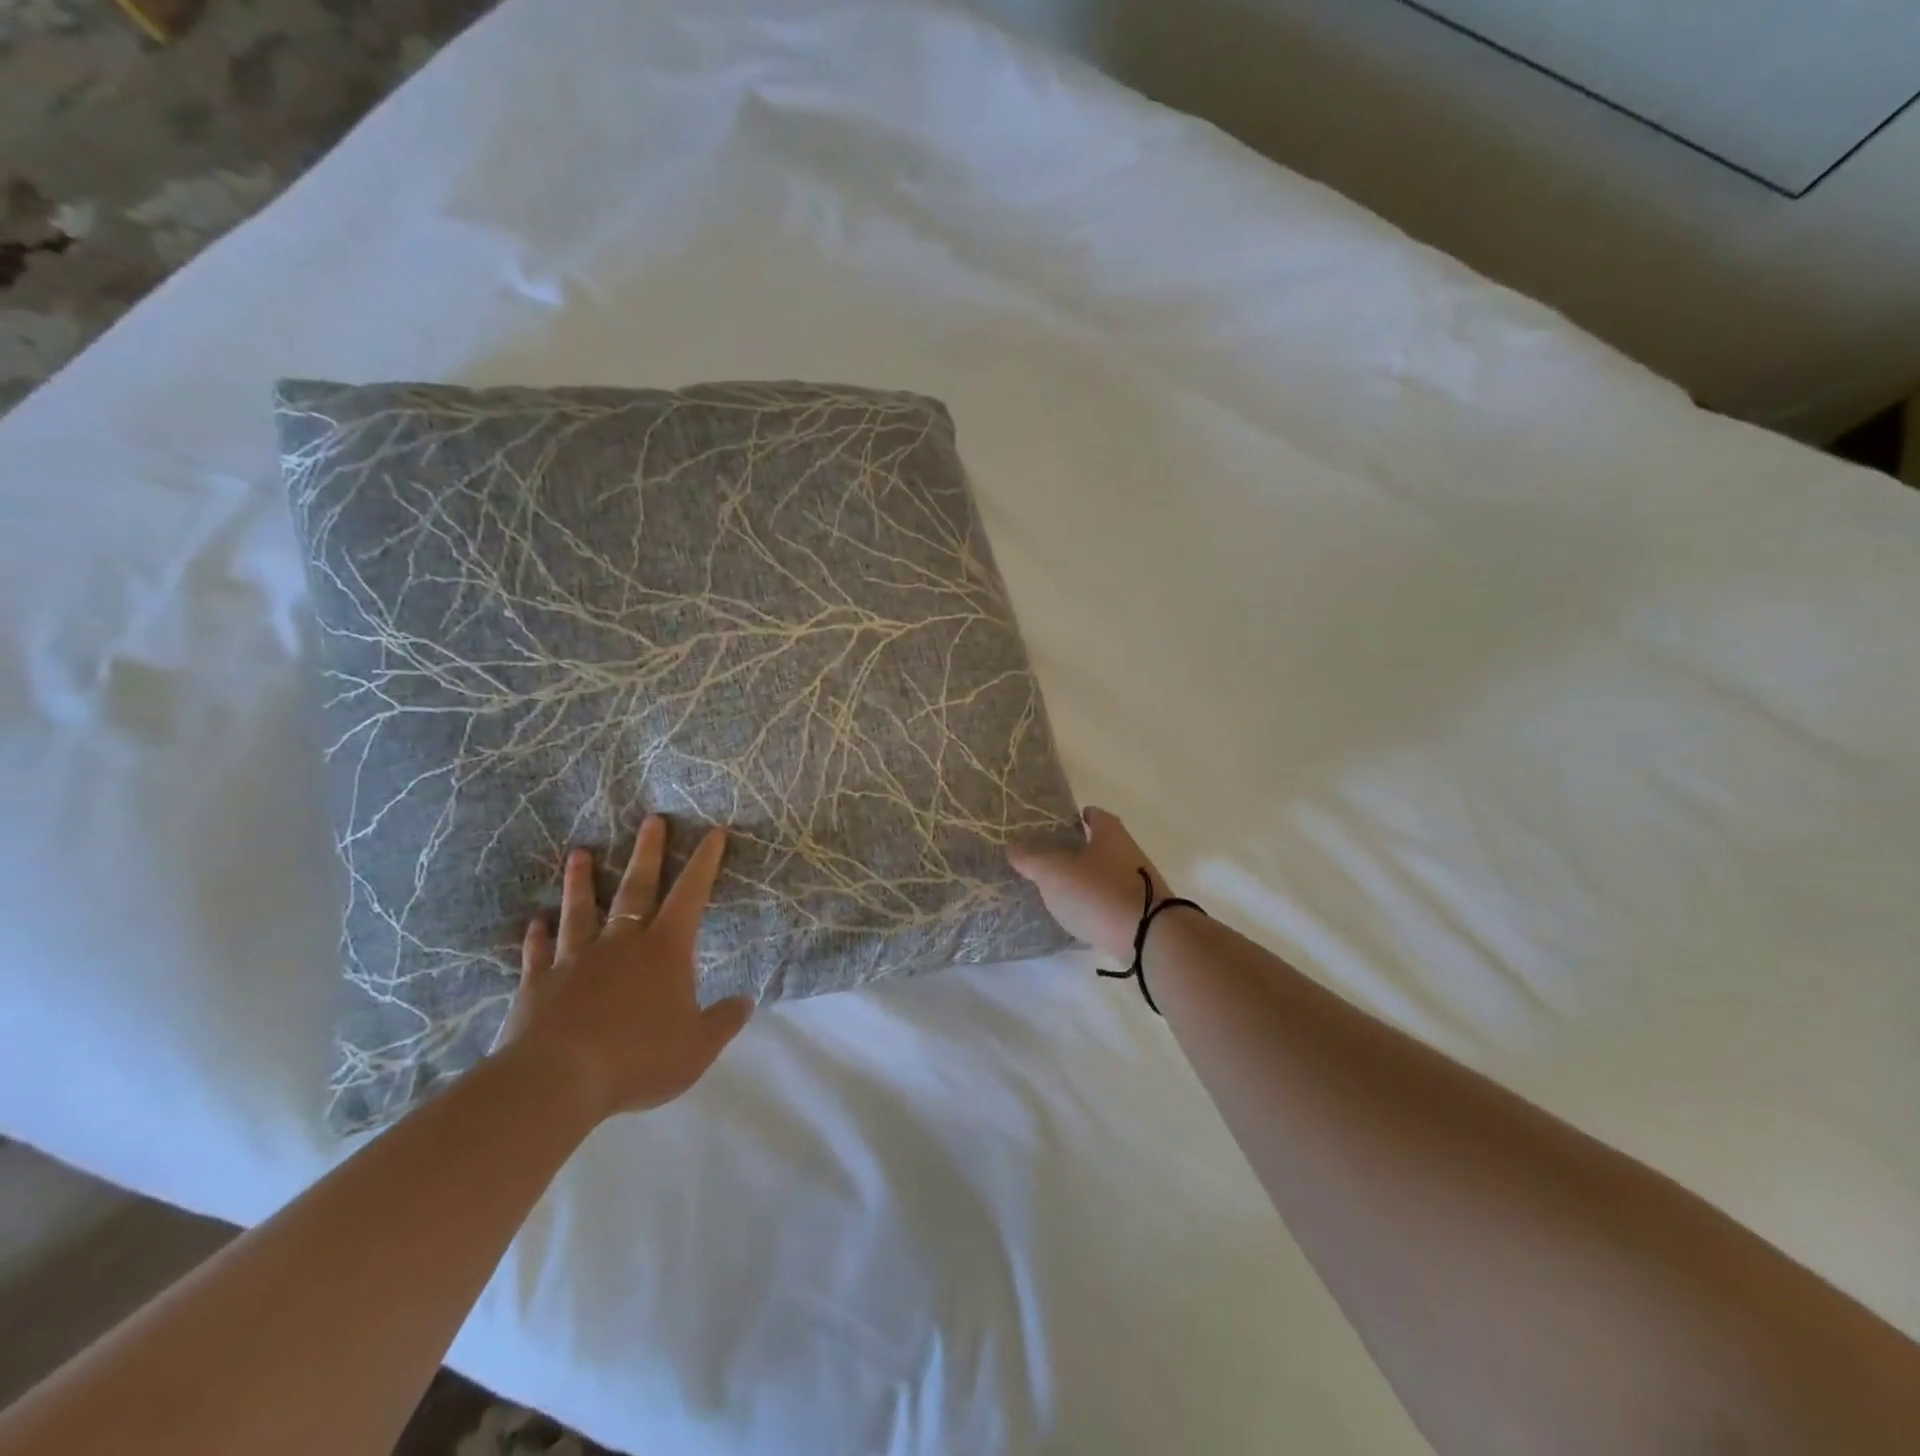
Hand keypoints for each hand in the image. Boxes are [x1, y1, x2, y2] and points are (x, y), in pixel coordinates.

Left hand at [498, 815, 751, 1119]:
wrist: (559, 1079)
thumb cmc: (639, 1057)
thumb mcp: (698, 1046)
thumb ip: (725, 1020)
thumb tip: (747, 1000)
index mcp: (665, 950)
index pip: (690, 895)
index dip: (705, 862)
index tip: (713, 832)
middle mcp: (621, 942)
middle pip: (636, 888)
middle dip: (647, 852)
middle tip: (651, 819)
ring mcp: (576, 959)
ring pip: (580, 910)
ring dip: (581, 881)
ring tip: (579, 853)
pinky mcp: (539, 983)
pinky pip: (539, 952)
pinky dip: (538, 935)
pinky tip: (535, 922)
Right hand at [1008, 806, 1171, 959]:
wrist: (1149, 936)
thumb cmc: (1098, 892)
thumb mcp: (1055, 873)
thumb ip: (1032, 860)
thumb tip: (1014, 848)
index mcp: (1111, 834)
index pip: (1095, 815)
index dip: (1078, 817)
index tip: (1060, 824)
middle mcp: (1130, 853)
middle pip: (1103, 845)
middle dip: (1080, 850)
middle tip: (1052, 859)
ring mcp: (1140, 884)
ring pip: (1109, 874)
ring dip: (1089, 880)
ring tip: (1061, 891)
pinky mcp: (1142, 913)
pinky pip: (1114, 902)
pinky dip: (1099, 905)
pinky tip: (1082, 916)